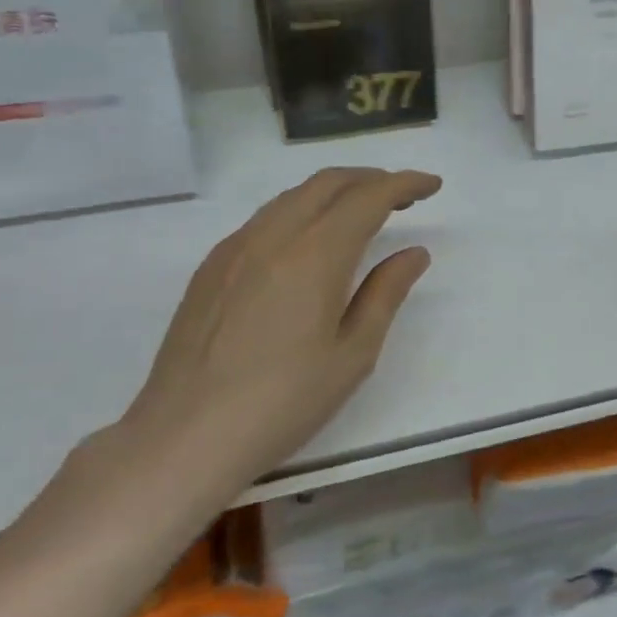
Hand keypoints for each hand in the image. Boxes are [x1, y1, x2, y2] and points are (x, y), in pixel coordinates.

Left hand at [116, 167, 440, 513]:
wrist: (184, 438)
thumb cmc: (283, 403)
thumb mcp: (352, 355)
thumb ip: (385, 294)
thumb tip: (413, 253)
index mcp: (314, 256)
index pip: (368, 198)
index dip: (404, 183)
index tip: (432, 184)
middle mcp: (273, 237)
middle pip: (328, 183)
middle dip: (372, 178)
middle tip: (404, 196)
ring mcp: (235, 249)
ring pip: (293, 196)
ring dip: (335, 192)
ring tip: (362, 212)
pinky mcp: (211, 267)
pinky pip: (265, 218)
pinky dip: (301, 211)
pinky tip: (309, 242)